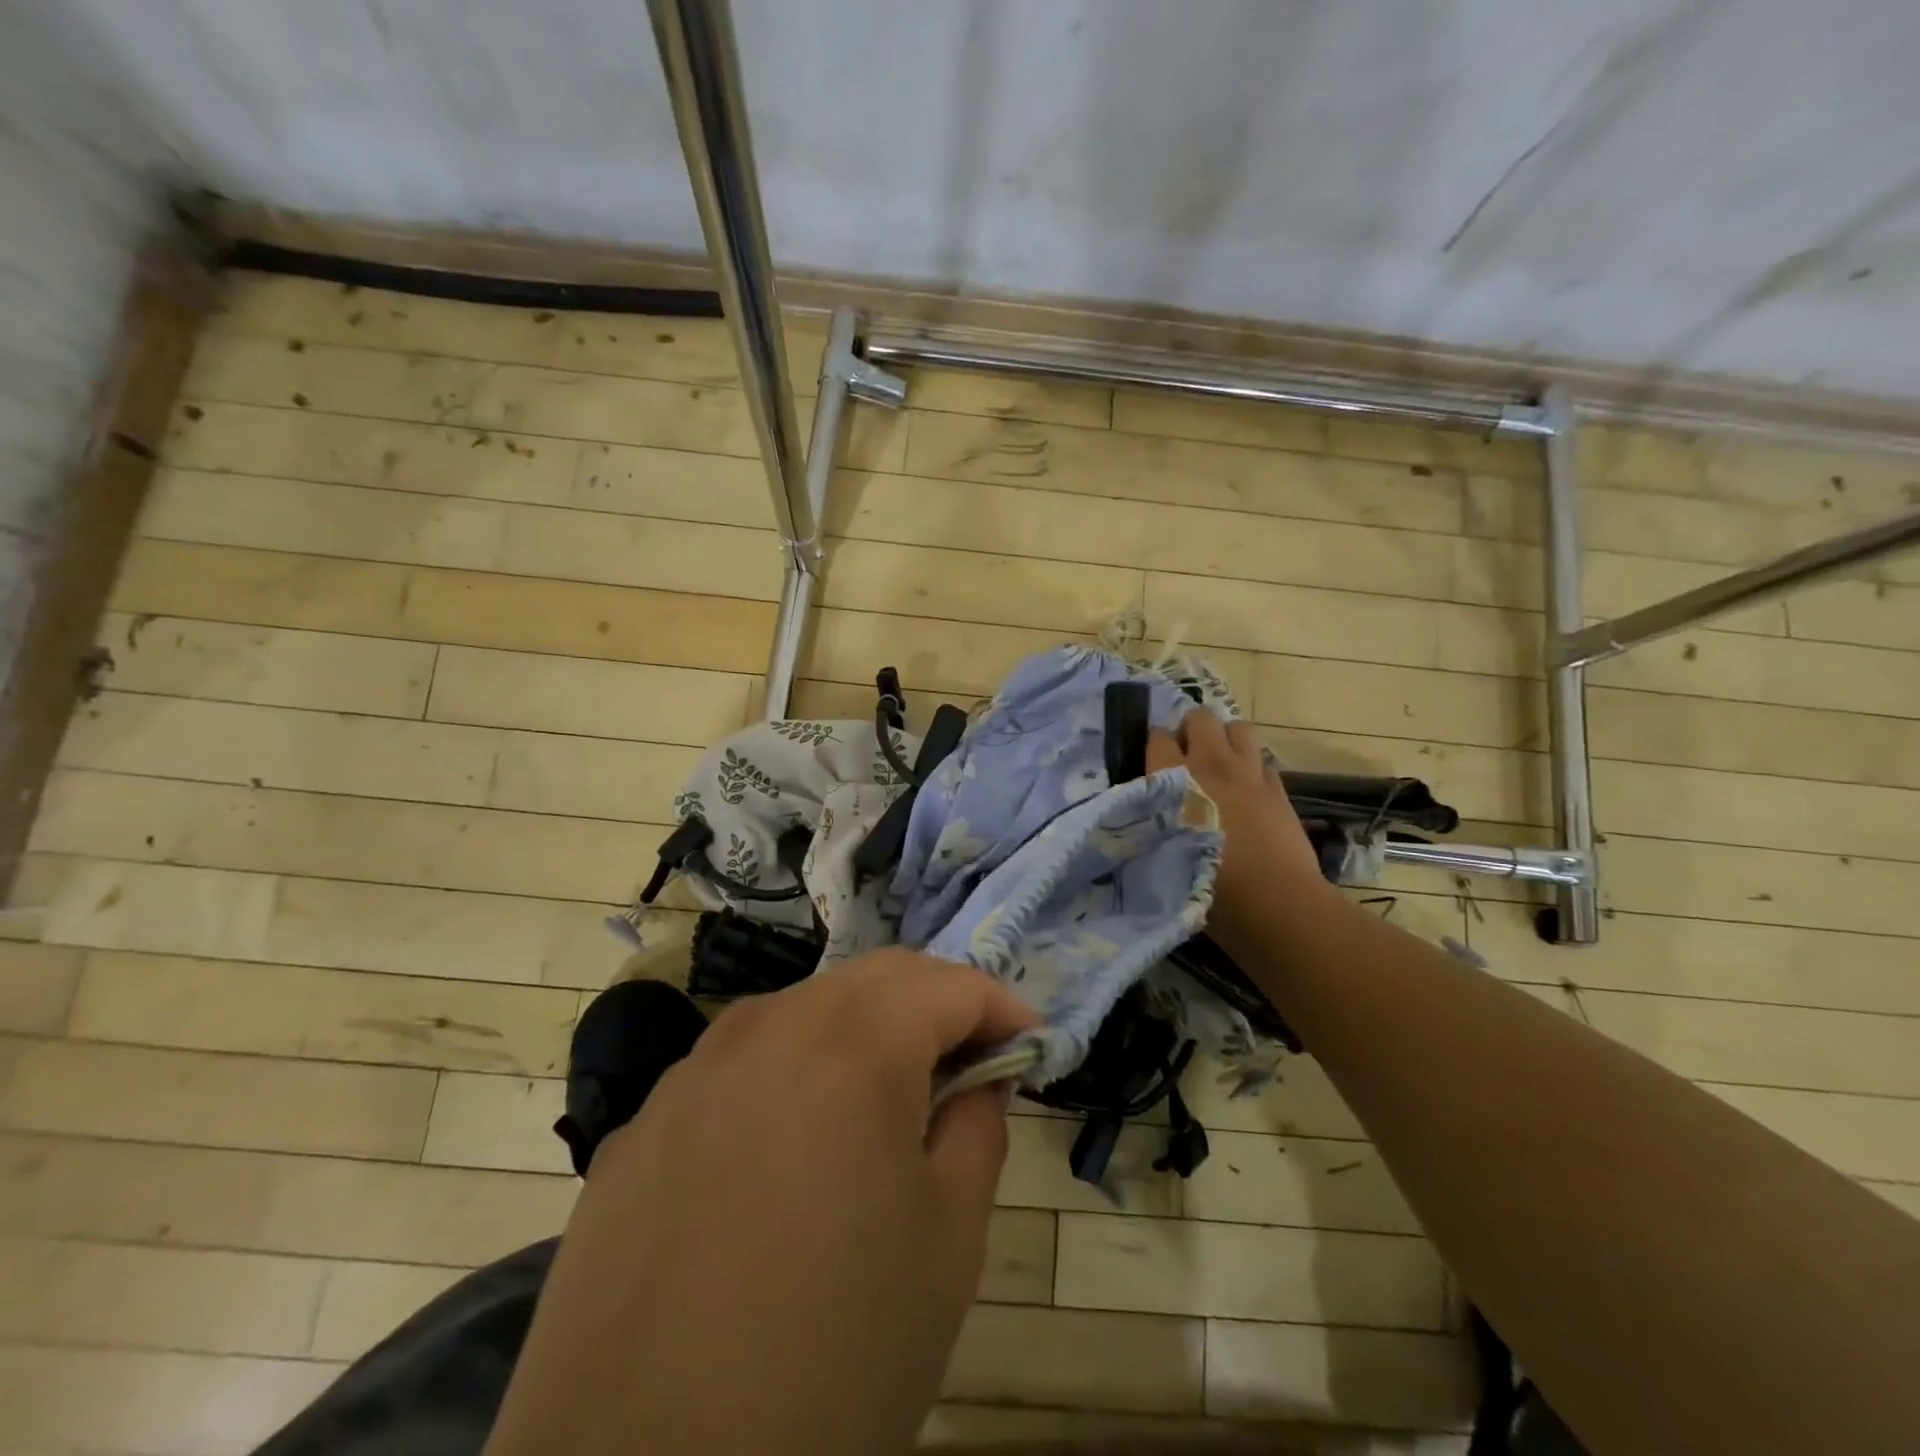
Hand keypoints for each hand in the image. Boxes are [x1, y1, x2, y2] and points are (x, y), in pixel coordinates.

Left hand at [486, 950, 1039, 1455]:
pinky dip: (794, 1072)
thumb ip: (977, 1128)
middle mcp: (772, 1025)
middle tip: (971, 1059)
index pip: (950, 985)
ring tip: (886, 1099)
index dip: (1002, 1007)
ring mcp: (699, 1065)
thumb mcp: (947, 1241)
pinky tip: (791, 1150)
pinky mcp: (650, 1117)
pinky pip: (742, 1064)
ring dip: (863, 1031)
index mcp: (855, 1042)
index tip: (1030, 1044)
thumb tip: (979, 1078)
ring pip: (806, 1009)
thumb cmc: (832, 1354)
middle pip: (876, 978)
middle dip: (936, 1003)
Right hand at [1147, 710, 1332, 952]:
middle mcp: (1211, 764)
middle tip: (1186, 760)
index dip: (1154, 747)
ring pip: (1239, 728)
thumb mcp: (1159, 856)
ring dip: (1226, 740)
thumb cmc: (1207, 887)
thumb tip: (1141, 817)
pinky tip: (1247, 794)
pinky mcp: (1279, 790)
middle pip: (1200, 718)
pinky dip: (1252, 770)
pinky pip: (1262, 762)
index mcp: (1174, 778)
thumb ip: (1148, 826)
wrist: (1274, 904)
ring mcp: (1249, 774)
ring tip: (1219, 766)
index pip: (1158, 737)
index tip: (1152, 765)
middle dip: (1190, 731)